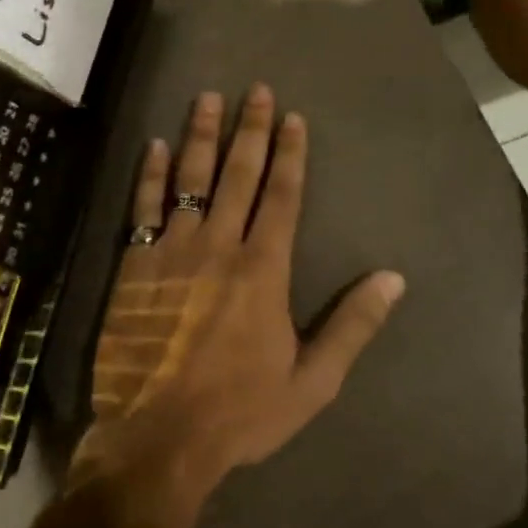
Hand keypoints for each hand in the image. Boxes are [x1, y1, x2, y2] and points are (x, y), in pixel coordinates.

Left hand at [70, 85, 405, 504]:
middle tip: (255, 90)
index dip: (289, 154)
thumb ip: (353, 326)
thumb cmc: (240, 412)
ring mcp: (172, 251)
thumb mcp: (312, 381)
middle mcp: (219, 246)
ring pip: (189, 180)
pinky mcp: (135, 264)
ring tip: (207, 99)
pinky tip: (155, 145)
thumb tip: (393, 278)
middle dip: (250, 130)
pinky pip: (143, 207)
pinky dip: (149, 174)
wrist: (159, 436)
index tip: (292, 118)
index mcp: (263, 270)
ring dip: (200, 136)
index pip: (281, 196)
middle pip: (237, 175)